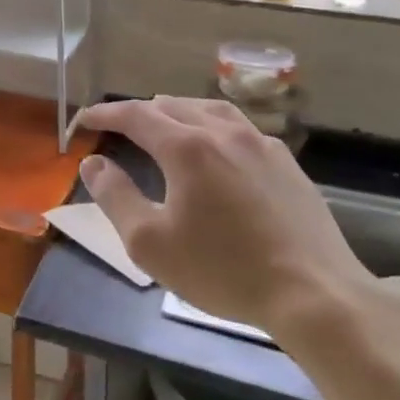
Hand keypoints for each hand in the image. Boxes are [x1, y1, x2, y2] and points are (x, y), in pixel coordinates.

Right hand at [75, 96, 371, 336]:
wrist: (314, 294)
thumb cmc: (223, 270)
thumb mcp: (149, 242)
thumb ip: (115, 197)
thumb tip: (93, 163)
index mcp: (186, 147)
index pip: (135, 115)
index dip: (105, 114)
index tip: (84, 121)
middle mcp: (223, 132)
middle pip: (172, 105)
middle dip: (139, 112)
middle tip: (119, 127)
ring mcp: (261, 144)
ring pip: (210, 109)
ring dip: (178, 111)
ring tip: (165, 123)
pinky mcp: (287, 163)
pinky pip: (240, 128)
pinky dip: (213, 126)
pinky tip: (217, 149)